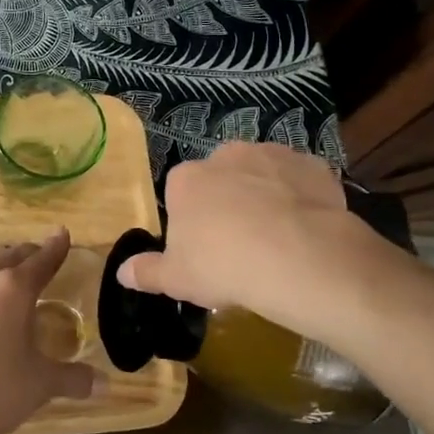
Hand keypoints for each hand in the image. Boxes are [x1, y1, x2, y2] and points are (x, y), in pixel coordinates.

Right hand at [118, 142, 381, 330]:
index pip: (181, 193)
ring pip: (262, 175)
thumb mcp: (176, 279)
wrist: (297, 259)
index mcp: (186, 179)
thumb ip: (146, 272)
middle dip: (229, 201)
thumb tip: (122, 273)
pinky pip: (300, 180)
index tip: (204, 248)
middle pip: (221, 178)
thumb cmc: (223, 266)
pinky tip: (307, 228)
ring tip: (278, 238)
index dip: (192, 220)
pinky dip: (302, 197)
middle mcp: (225, 155)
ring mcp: (270, 154)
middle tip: (241, 243)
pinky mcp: (311, 164)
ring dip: (265, 195)